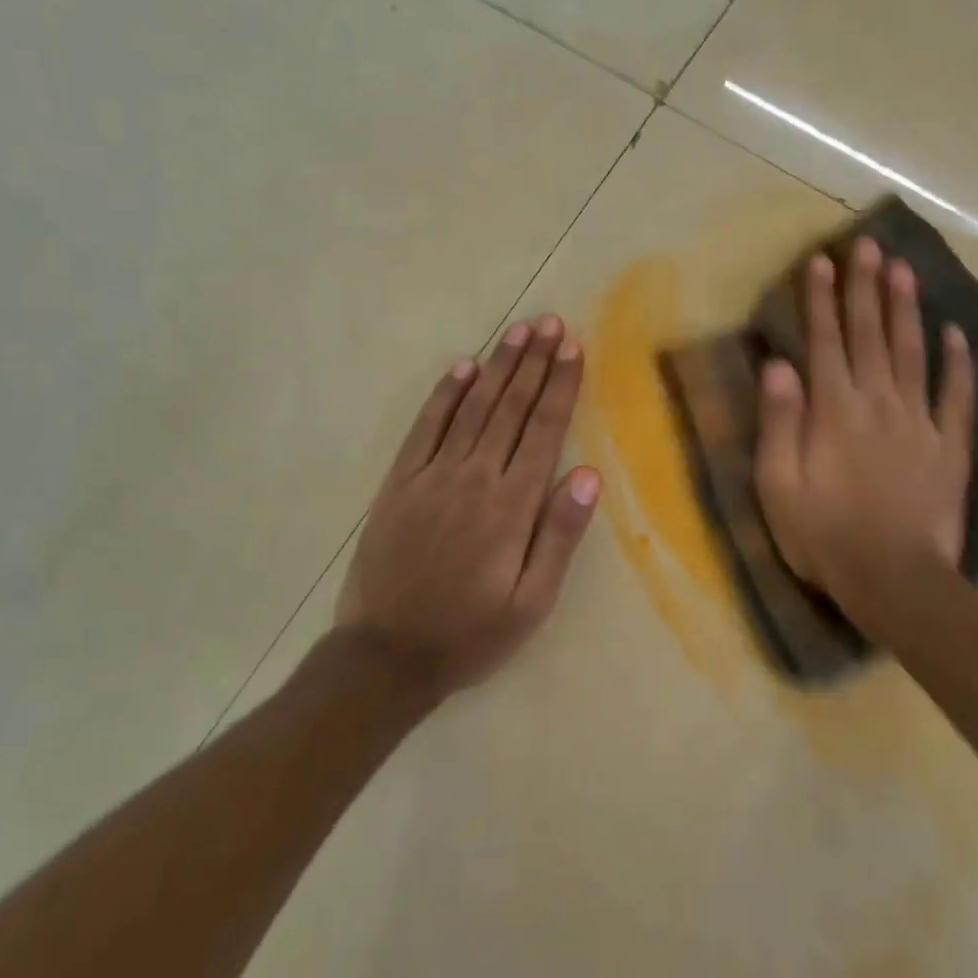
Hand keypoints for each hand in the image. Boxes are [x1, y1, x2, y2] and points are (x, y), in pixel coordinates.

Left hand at [334, 314, 601, 699]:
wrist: (386, 656)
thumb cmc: (471, 634)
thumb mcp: (532, 602)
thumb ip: (560, 535)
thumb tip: (590, 475)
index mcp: (511, 506)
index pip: (543, 430)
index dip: (560, 385)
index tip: (573, 347)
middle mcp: (473, 478)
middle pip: (510, 408)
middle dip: (534, 362)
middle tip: (550, 321)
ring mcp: (432, 475)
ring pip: (472, 407)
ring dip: (497, 366)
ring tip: (518, 331)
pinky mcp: (399, 482)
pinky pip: (425, 427)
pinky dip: (445, 394)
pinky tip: (463, 367)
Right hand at [753, 236, 976, 637]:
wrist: (894, 580)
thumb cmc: (824, 536)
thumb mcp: (779, 485)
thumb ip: (779, 422)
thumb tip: (779, 365)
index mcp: (834, 410)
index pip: (825, 341)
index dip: (822, 299)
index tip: (823, 260)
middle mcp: (878, 403)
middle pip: (871, 335)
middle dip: (867, 288)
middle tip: (869, 245)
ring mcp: (919, 423)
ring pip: (913, 353)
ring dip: (907, 310)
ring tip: (905, 270)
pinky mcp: (950, 447)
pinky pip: (957, 397)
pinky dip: (958, 364)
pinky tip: (957, 334)